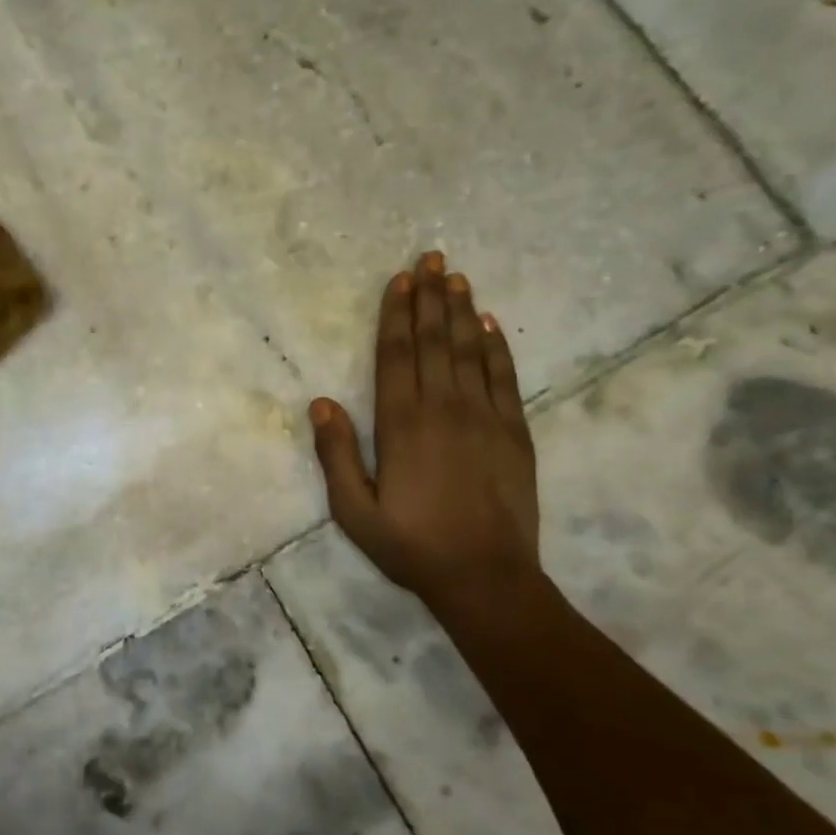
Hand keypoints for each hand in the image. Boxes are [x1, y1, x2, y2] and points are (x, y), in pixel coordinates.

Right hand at [309, 253, 540, 602]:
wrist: (485, 576)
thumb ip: (336, 455)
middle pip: (434, 341)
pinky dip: (496, 347)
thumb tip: (321, 402)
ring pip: (469, 350)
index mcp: (400, 425)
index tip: (400, 279)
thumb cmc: (411, 545)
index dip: (397, 314)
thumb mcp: (354, 511)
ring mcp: (484, 417)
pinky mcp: (514, 431)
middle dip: (430, 297)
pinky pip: (504, 377)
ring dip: (461, 311)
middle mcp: (443, 408)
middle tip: (432, 258)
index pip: (397, 355)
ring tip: (456, 277)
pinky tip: (489, 324)